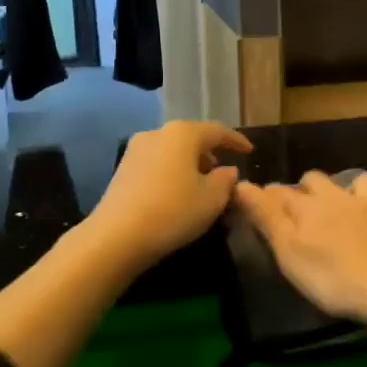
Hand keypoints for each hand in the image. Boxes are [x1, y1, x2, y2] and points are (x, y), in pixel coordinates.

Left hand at [85, 120, 251, 271]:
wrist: (116, 236)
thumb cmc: (173, 211)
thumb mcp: (212, 199)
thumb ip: (226, 180)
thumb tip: (227, 170)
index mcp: (183, 133)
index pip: (218, 131)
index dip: (236, 141)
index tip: (249, 151)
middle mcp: (158, 133)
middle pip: (192, 137)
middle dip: (210, 152)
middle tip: (224, 171)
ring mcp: (136, 149)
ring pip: (172, 150)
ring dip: (189, 163)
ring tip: (201, 184)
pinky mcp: (122, 168)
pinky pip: (157, 163)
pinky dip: (172, 171)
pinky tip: (177, 192)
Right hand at [233, 171, 366, 328]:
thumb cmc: (334, 278)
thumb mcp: (289, 253)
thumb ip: (266, 217)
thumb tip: (241, 184)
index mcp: (308, 207)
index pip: (279, 193)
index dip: (266, 196)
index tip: (259, 205)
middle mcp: (338, 195)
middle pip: (315, 180)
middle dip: (304, 190)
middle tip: (301, 211)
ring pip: (352, 181)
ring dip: (343, 188)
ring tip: (341, 205)